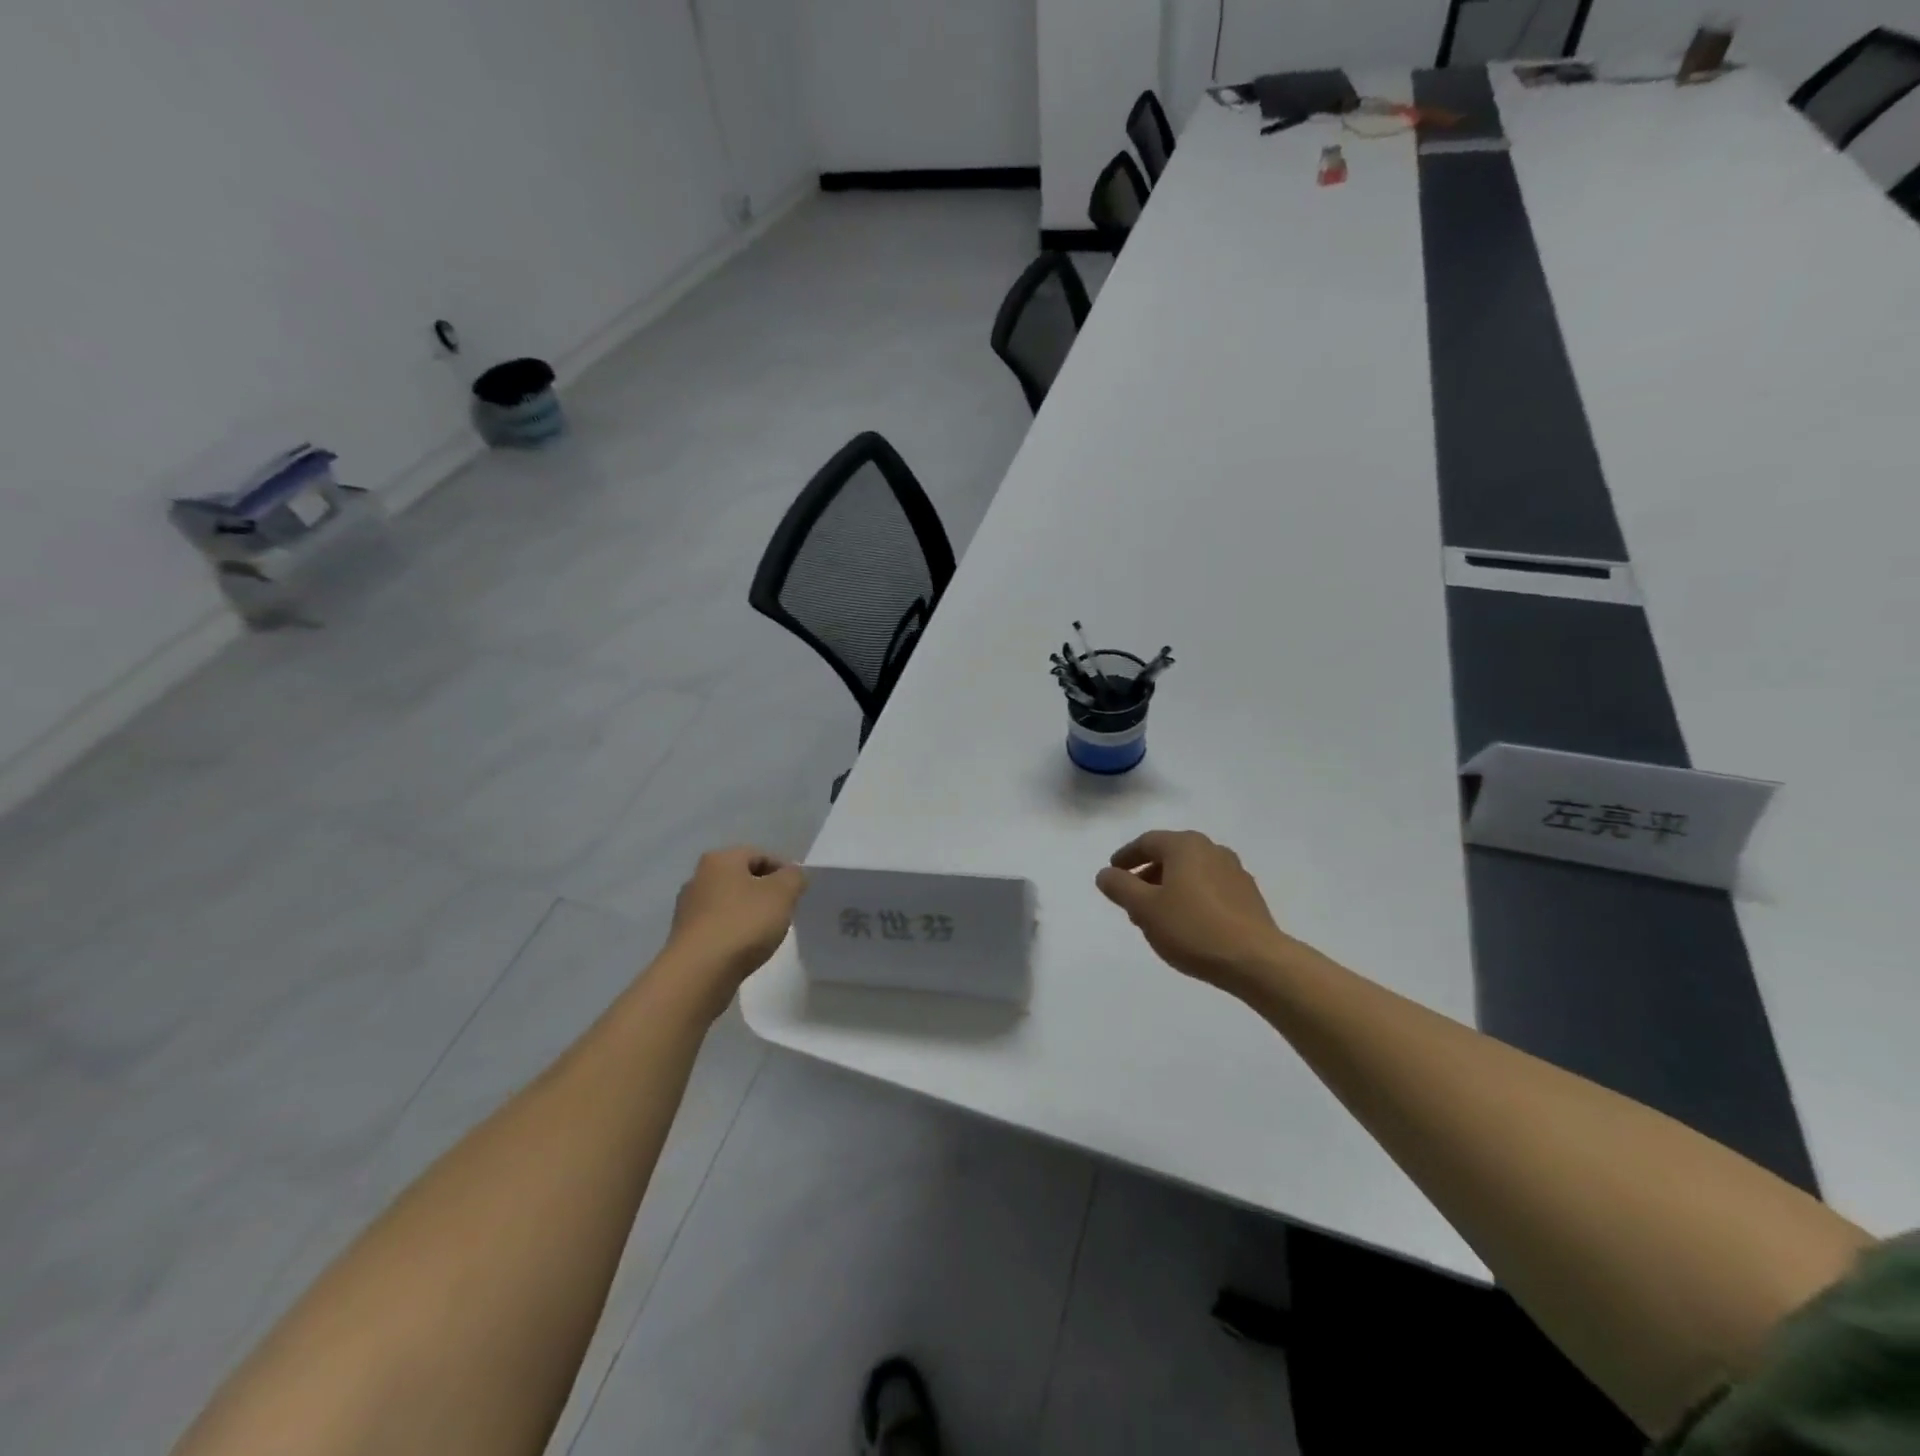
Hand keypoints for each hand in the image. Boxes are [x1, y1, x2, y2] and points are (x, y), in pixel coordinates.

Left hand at [656, 847, 806, 1017]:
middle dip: (765, 892)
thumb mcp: (782, 893)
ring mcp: (687, 909)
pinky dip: (733, 932)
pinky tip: (744, 948)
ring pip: (729, 903)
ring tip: (766, 933)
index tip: (797, 893)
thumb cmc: (743, 924)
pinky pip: (717, 926)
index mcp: (720, 860)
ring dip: (748, 913)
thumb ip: (794, 877)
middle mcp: (698, 878)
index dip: (783, 871)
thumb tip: (792, 875)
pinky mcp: (684, 937)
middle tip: (784, 911)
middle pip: (742, 878)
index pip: (760, 855)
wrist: (698, 973)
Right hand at [1095, 830, 1290, 992]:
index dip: (1126, 857)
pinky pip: (1209, 888)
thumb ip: (1120, 887)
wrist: (1256, 960)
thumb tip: (1105, 874)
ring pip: (1190, 872)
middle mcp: (1211, 849)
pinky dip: (1191, 897)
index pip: (1147, 842)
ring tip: (1156, 916)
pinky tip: (1187, 923)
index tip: (1113, 872)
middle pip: (1170, 855)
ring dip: (1169, 887)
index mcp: (1185, 845)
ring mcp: (1234, 871)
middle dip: (1147, 875)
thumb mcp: (1145, 908)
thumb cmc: (1192, 928)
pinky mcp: (1248, 895)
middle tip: (1131, 899)